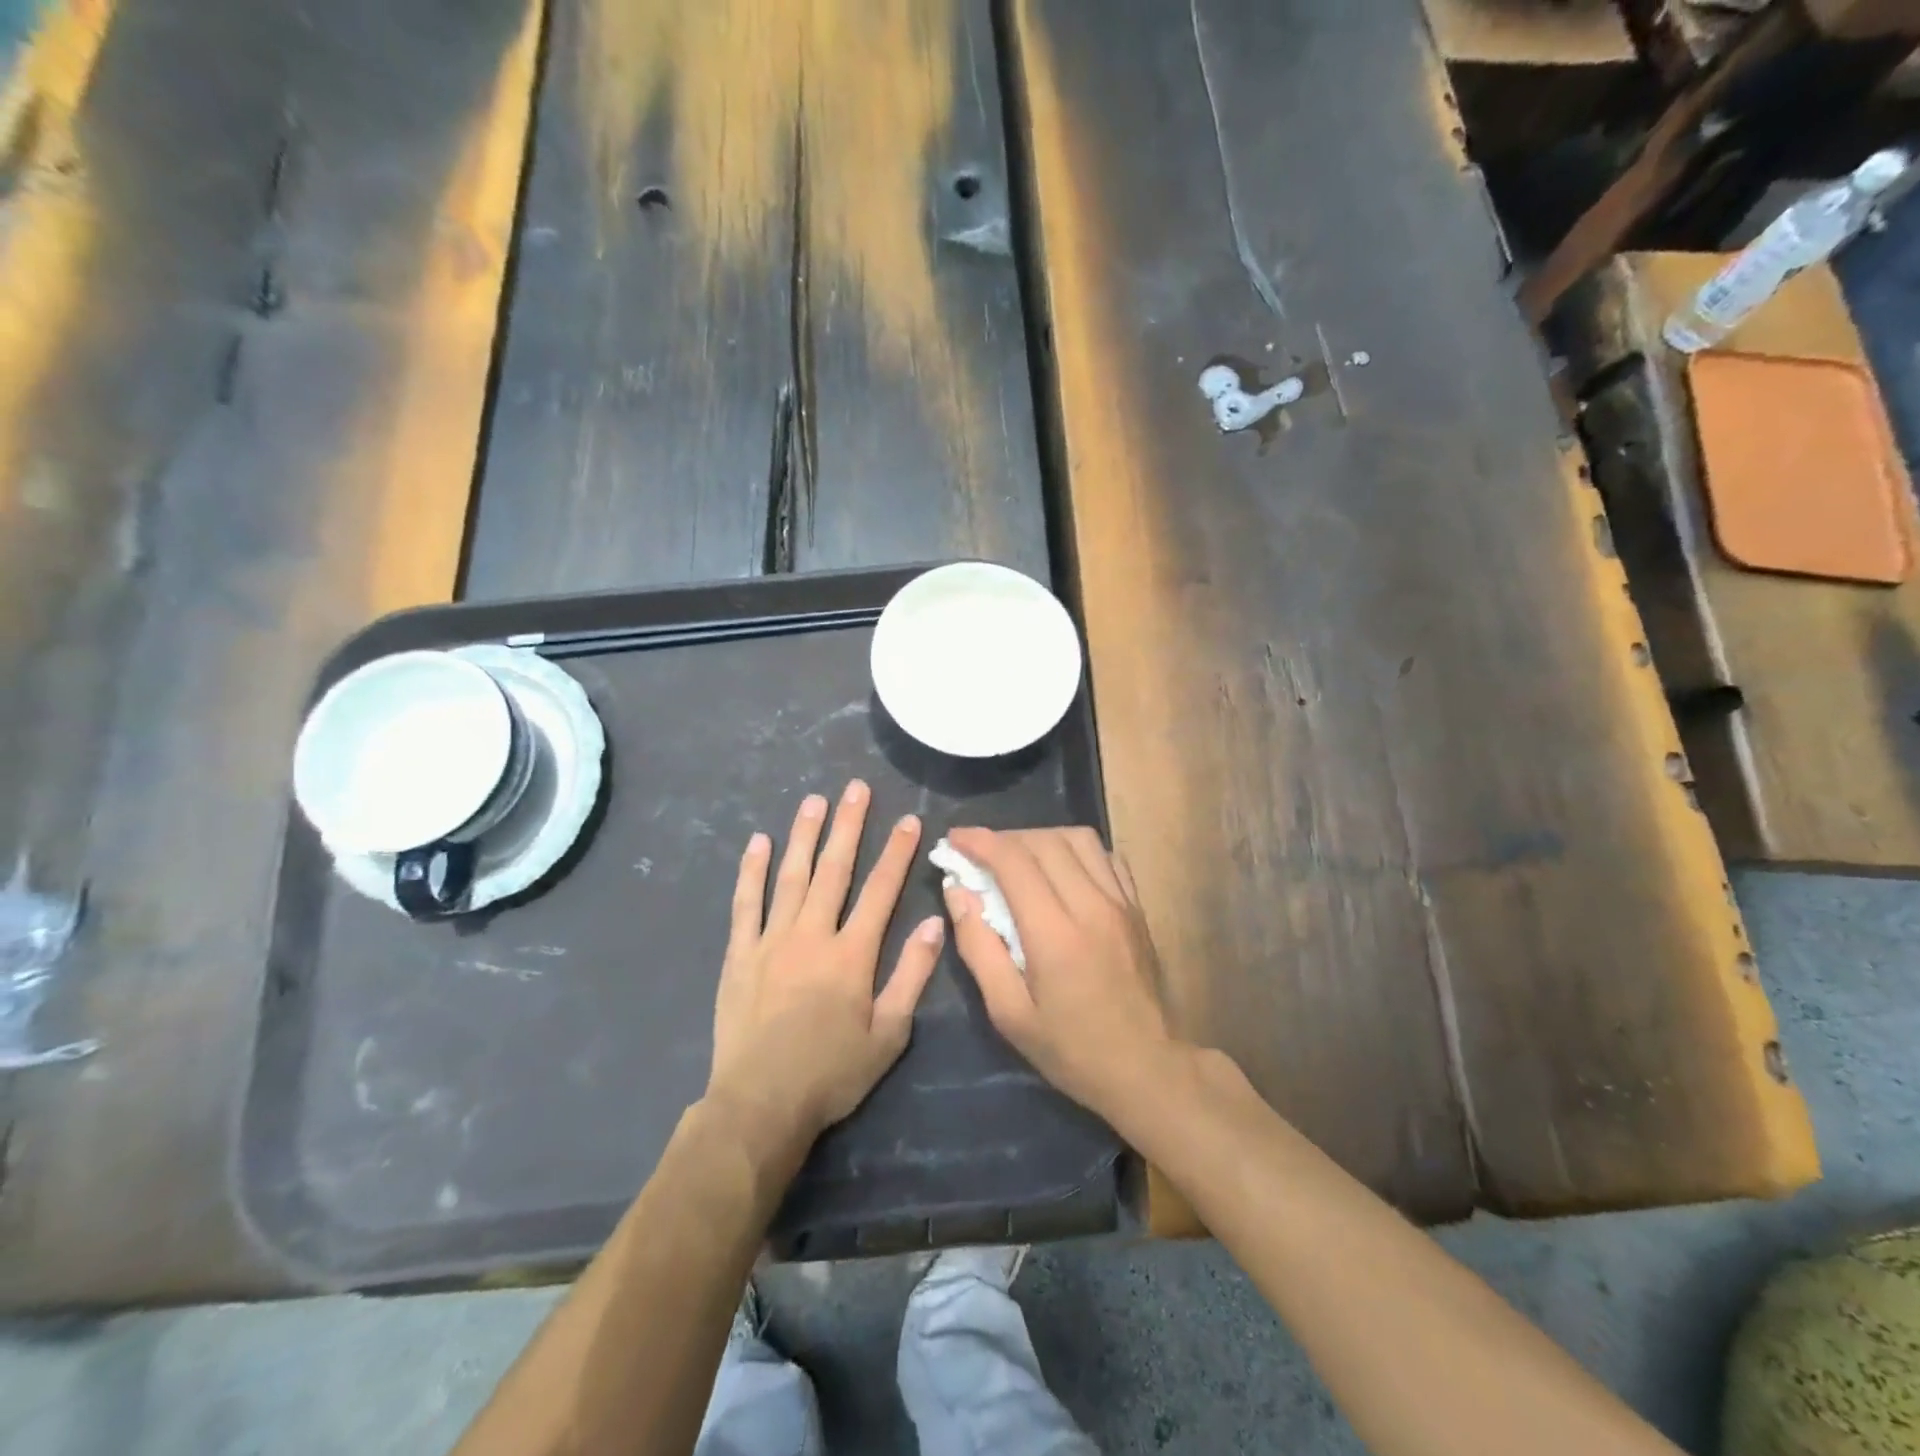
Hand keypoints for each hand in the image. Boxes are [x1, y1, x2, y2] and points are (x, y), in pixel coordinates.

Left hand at [707, 780, 944, 1153]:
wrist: (760, 1105)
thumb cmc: (831, 1073)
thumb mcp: (888, 1034)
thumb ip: (912, 975)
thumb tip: (936, 923)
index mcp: (852, 954)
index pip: (881, 890)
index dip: (897, 852)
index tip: (908, 819)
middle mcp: (812, 935)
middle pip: (835, 870)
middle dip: (848, 826)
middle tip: (855, 788)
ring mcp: (771, 940)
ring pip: (791, 876)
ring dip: (804, 835)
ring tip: (813, 800)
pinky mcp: (741, 954)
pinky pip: (745, 903)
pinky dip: (752, 871)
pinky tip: (759, 842)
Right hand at [944, 826, 1176, 1121]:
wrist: (1147, 1069)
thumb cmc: (1070, 1049)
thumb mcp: (1008, 1012)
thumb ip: (978, 946)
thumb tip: (957, 891)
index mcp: (1055, 934)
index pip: (1013, 861)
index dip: (979, 841)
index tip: (954, 839)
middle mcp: (1091, 905)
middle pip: (1044, 841)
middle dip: (1005, 838)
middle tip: (980, 854)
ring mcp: (1120, 902)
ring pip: (1079, 838)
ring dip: (1041, 838)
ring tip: (1019, 858)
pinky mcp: (1137, 907)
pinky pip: (1106, 856)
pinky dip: (1076, 850)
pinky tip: (1061, 869)